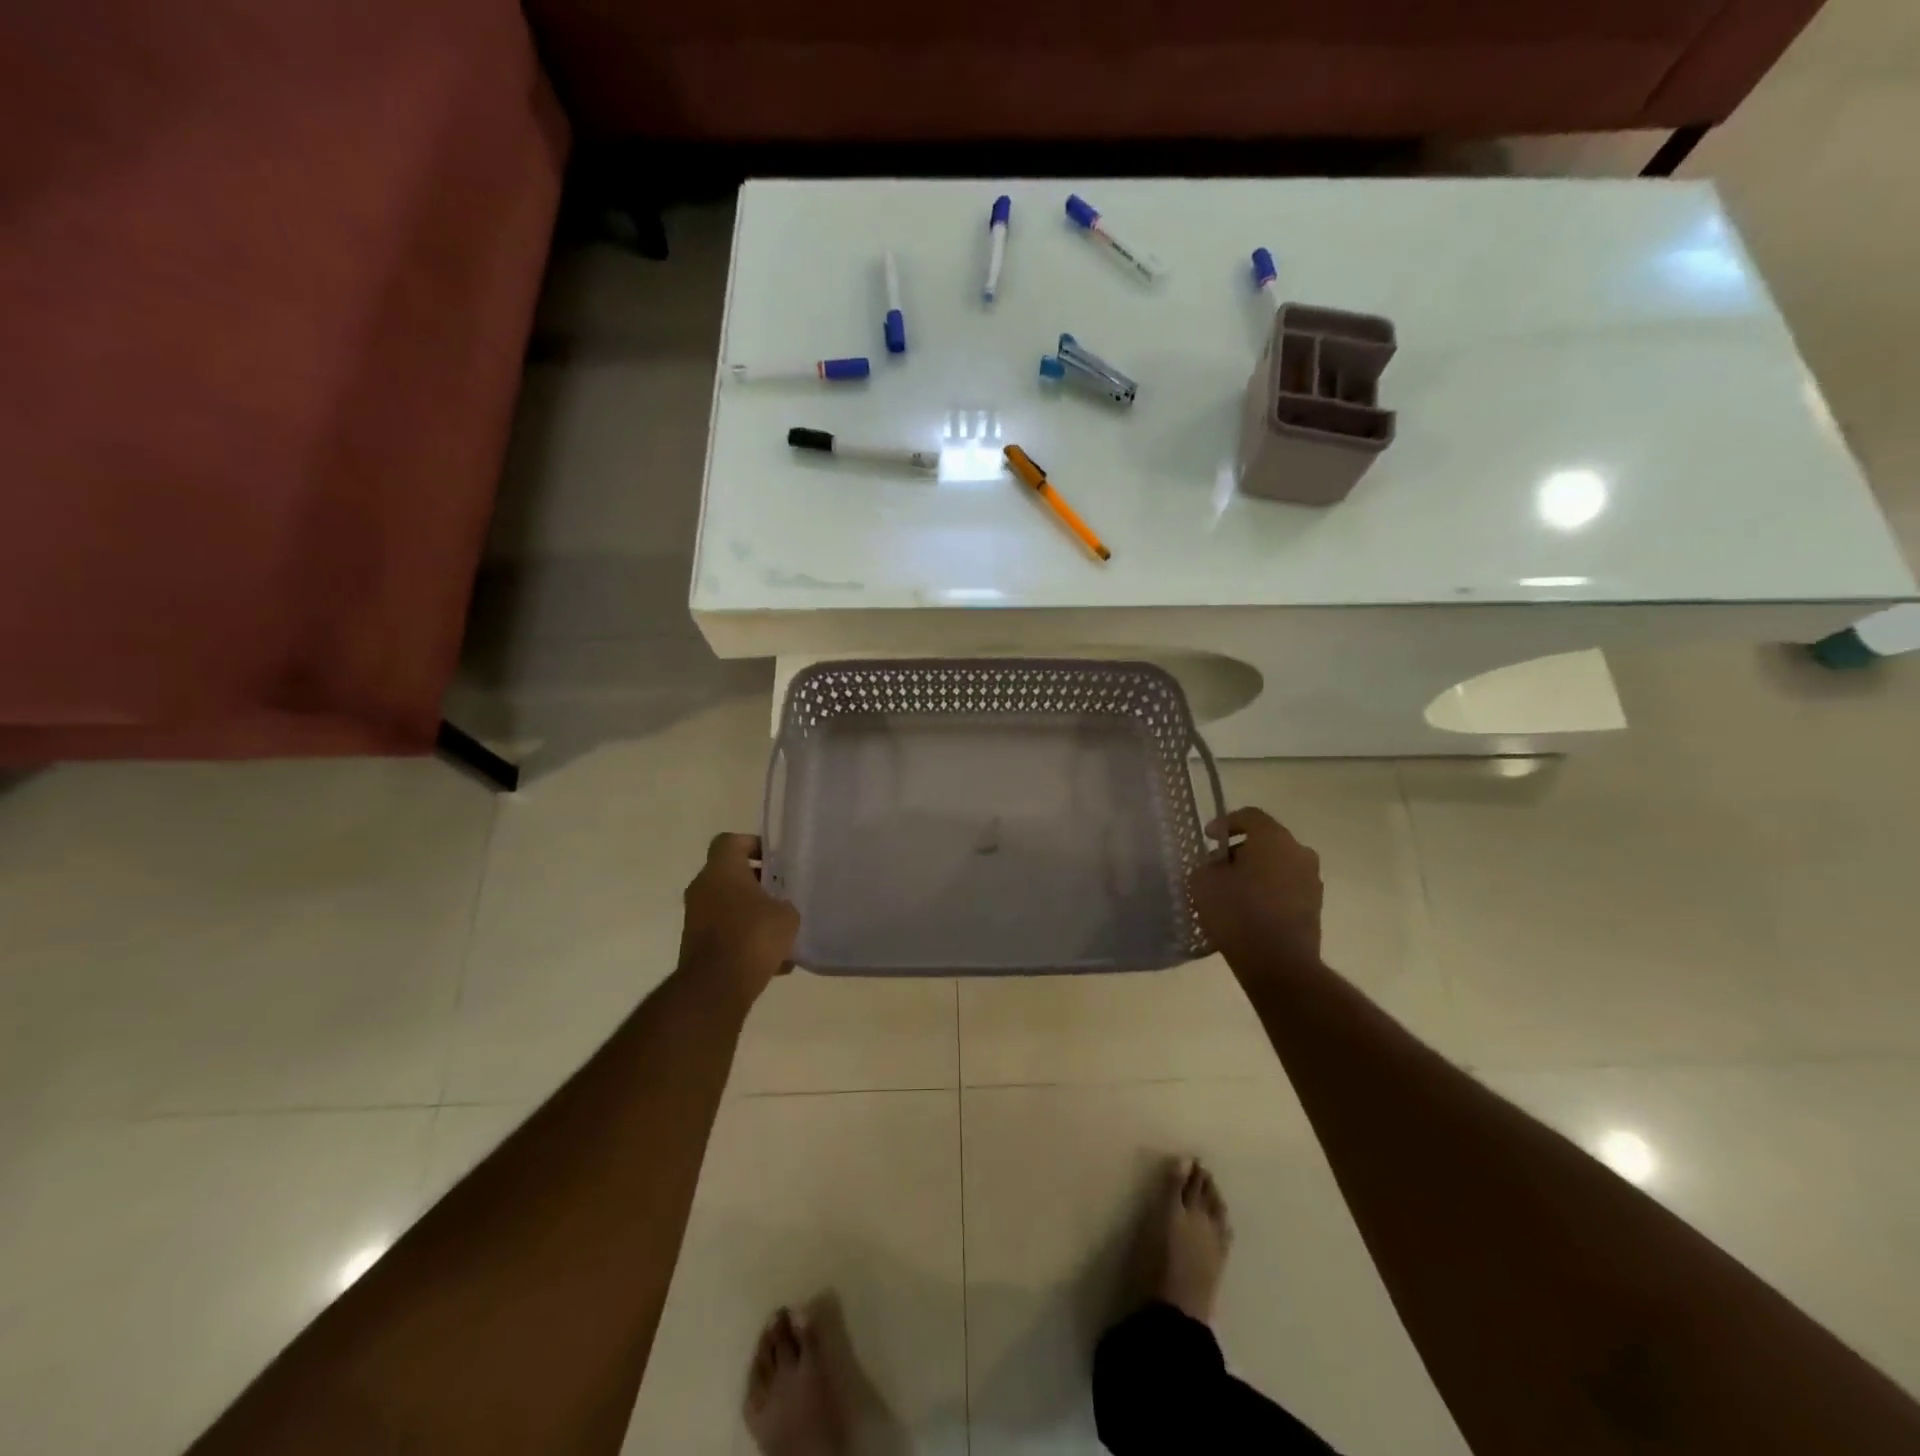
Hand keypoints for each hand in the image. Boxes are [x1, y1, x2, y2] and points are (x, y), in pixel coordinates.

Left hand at [678, 833, 799, 1004]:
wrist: (716, 986)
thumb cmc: (753, 936)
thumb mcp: (787, 915)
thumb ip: (785, 903)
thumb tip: (779, 907)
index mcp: (722, 870)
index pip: (730, 841)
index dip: (752, 844)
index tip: (775, 860)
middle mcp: (702, 888)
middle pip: (730, 875)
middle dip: (758, 884)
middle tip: (783, 895)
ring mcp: (695, 918)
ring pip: (728, 905)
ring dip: (752, 914)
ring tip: (781, 932)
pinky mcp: (695, 945)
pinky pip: (725, 933)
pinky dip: (745, 940)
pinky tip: (774, 962)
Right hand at [1188, 807, 1323, 976]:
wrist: (1278, 963)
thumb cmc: (1237, 912)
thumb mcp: (1204, 882)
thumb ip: (1208, 865)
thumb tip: (1219, 867)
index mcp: (1273, 838)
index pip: (1250, 816)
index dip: (1225, 823)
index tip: (1209, 839)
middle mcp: (1299, 852)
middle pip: (1266, 841)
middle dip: (1241, 850)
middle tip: (1218, 867)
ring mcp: (1312, 880)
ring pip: (1278, 865)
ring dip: (1256, 872)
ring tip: (1232, 891)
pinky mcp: (1315, 907)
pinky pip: (1286, 887)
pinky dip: (1268, 891)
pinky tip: (1249, 910)